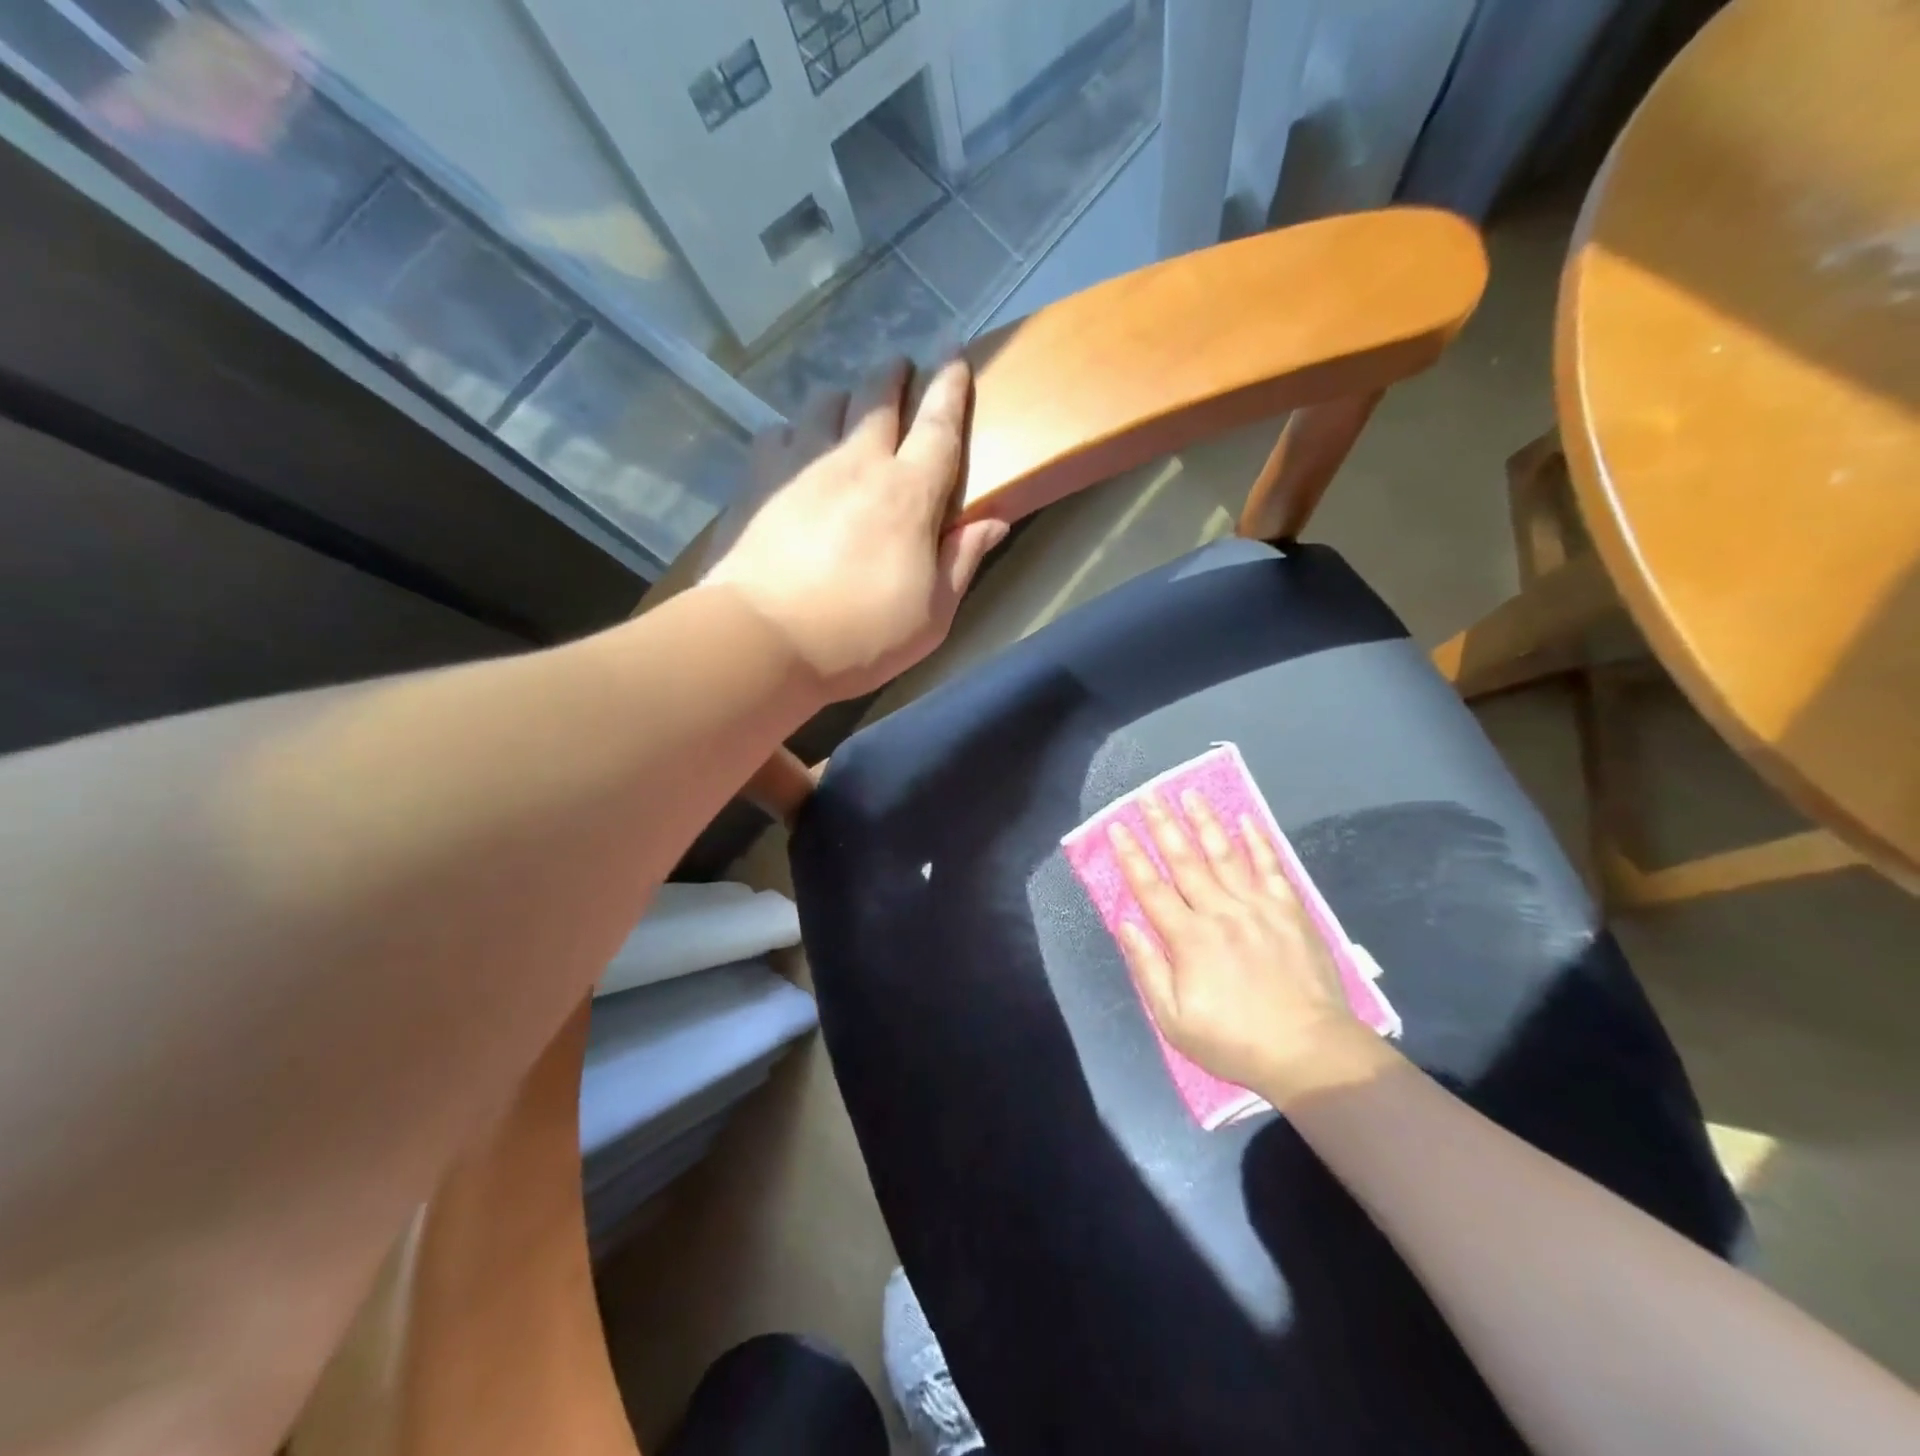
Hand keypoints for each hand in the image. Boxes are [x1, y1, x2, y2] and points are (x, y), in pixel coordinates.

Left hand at [701, 357, 1009, 702]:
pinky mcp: (757, 480)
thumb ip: (963, 562)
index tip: (955, 353)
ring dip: (844, 398)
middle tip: (901, 368)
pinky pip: (778, 433)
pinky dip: (794, 433)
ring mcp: (801, 465)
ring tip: (848, 411)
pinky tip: (794, 451)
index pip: (938, 425)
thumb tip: (994, 521)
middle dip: (894, 374)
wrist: (762, 643)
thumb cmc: (860, 638)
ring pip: (824, 403)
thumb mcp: (932, 616)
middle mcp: (857, 463)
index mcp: (908, 494)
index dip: (950, 386)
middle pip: (878, 396)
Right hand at [1111, 791, 1387, 1099]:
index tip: (1116, 827)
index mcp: (1188, 938)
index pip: (1151, 888)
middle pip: (1185, 860)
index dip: (1131, 856)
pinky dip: (1258, 842)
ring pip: (1225, 854)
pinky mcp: (1290, 911)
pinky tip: (1246, 820)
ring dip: (1205, 822)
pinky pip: (1270, 867)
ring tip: (1190, 794)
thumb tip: (1126, 924)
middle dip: (1163, 825)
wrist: (1309, 1051)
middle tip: (1148, 795)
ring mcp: (1258, 907)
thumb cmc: (1235, 1041)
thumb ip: (1148, 968)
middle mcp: (1220, 912)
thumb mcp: (1175, 1020)